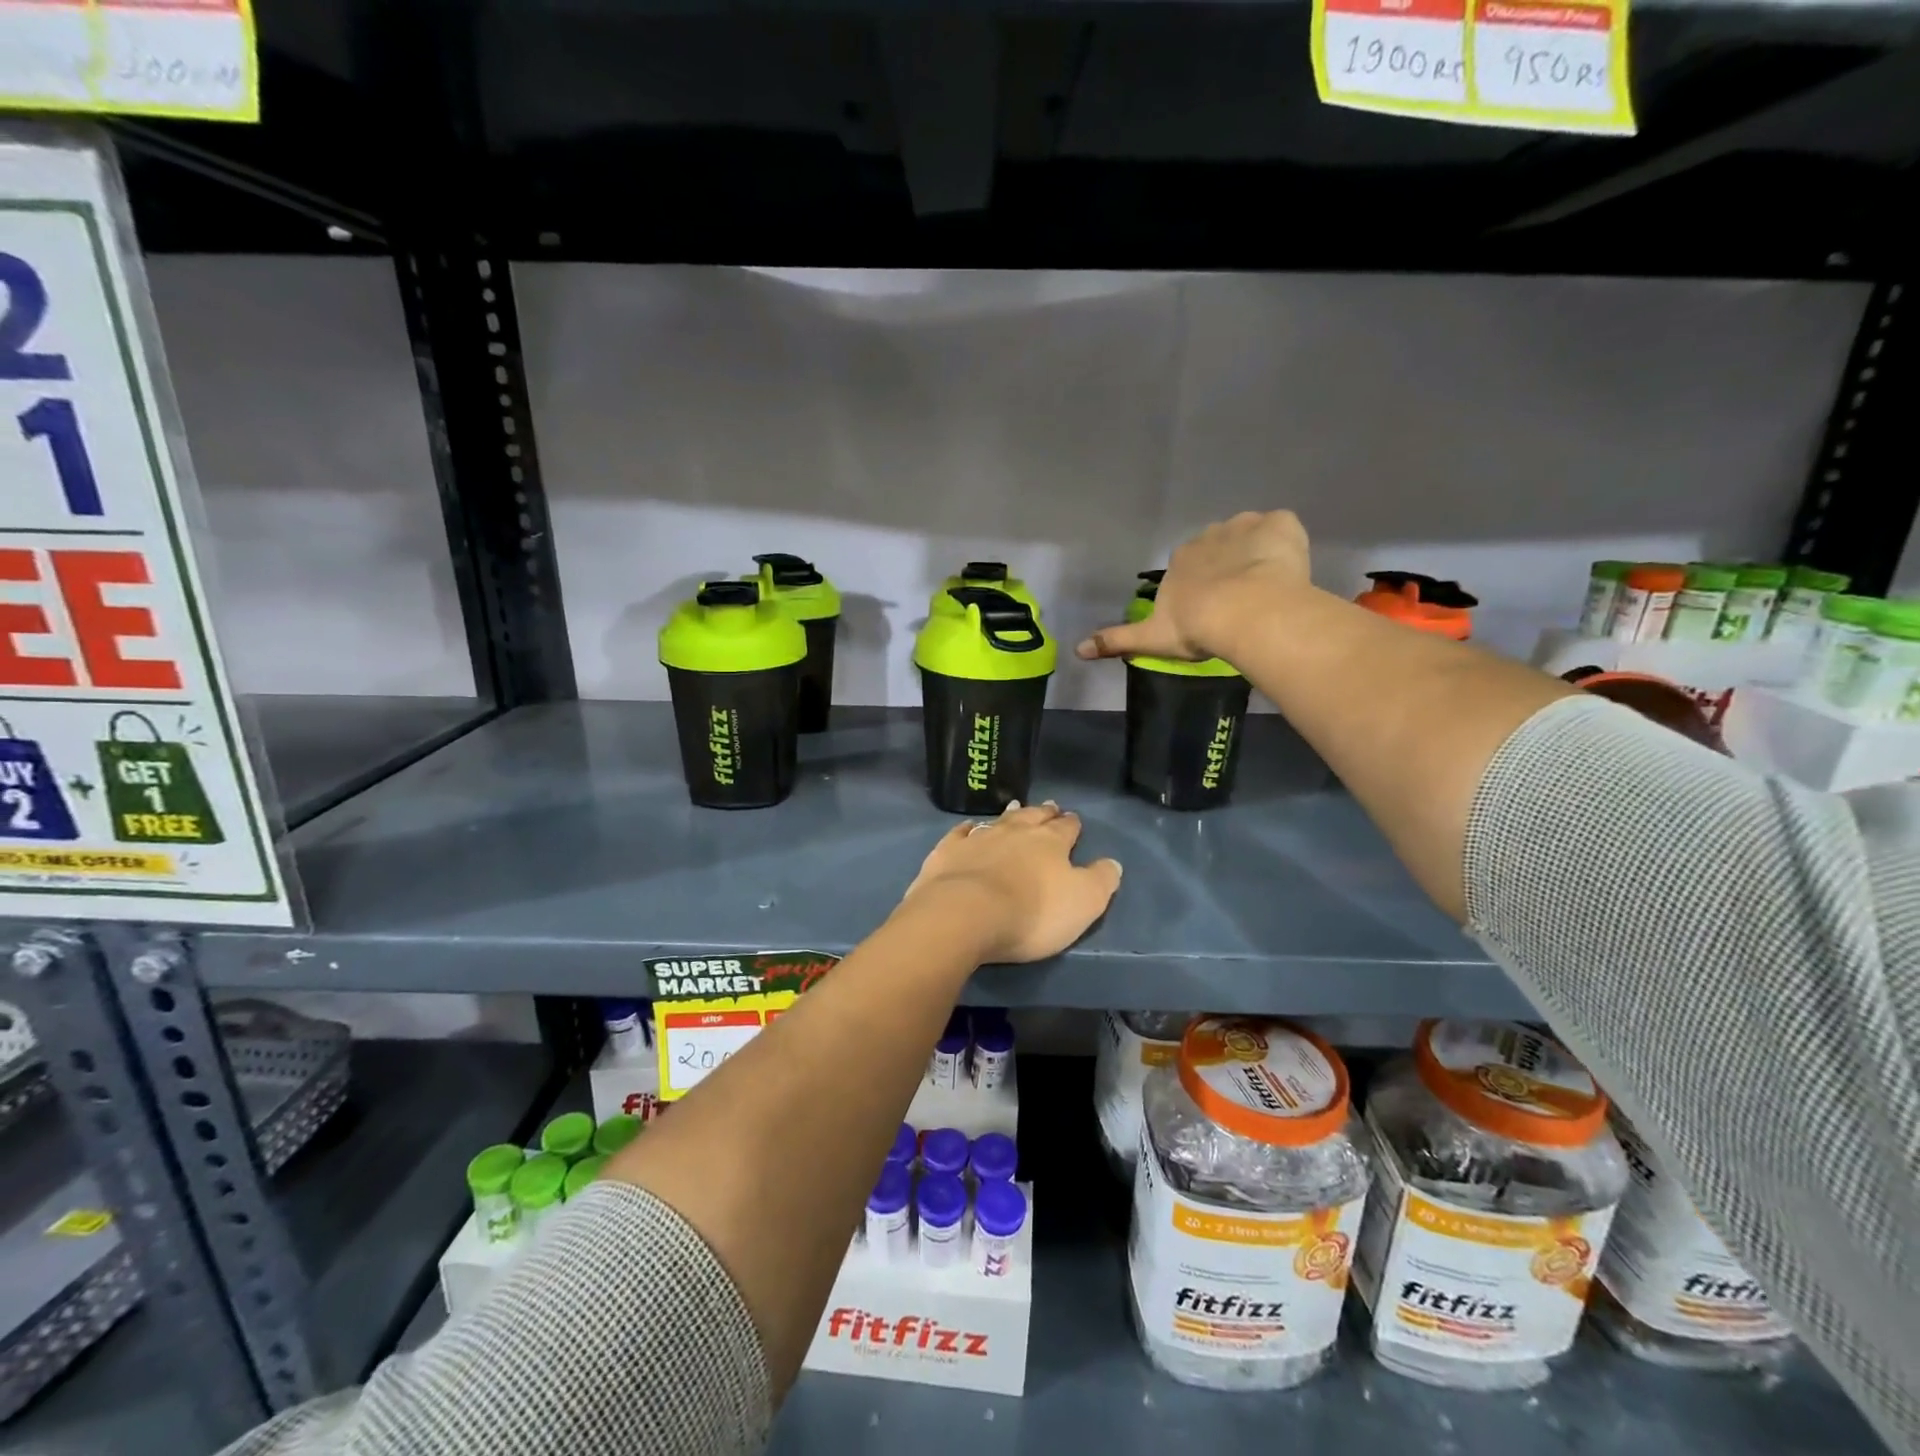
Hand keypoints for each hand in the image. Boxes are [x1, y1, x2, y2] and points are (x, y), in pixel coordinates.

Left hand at [901, 802, 1121, 963]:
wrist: (964, 914)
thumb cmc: (1032, 912)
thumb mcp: (1083, 903)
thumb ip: (1101, 880)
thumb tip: (1112, 863)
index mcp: (1050, 842)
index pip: (1066, 828)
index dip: (1071, 824)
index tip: (1073, 819)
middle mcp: (1015, 832)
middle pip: (1032, 817)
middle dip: (1043, 813)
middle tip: (1049, 806)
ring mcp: (978, 838)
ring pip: (999, 820)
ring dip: (1010, 815)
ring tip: (1015, 807)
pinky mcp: (948, 852)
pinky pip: (961, 833)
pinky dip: (968, 829)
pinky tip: (969, 827)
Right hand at [1076, 509, 1312, 664]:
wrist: (1244, 612)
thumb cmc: (1196, 626)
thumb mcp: (1151, 639)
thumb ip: (1117, 641)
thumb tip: (1077, 650)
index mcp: (1181, 560)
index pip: (1189, 565)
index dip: (1201, 585)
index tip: (1211, 608)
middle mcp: (1209, 535)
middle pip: (1219, 547)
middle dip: (1229, 566)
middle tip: (1241, 600)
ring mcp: (1246, 526)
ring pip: (1251, 536)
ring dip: (1257, 554)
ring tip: (1268, 587)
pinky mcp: (1280, 525)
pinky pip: (1282, 528)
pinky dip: (1286, 544)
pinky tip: (1288, 571)